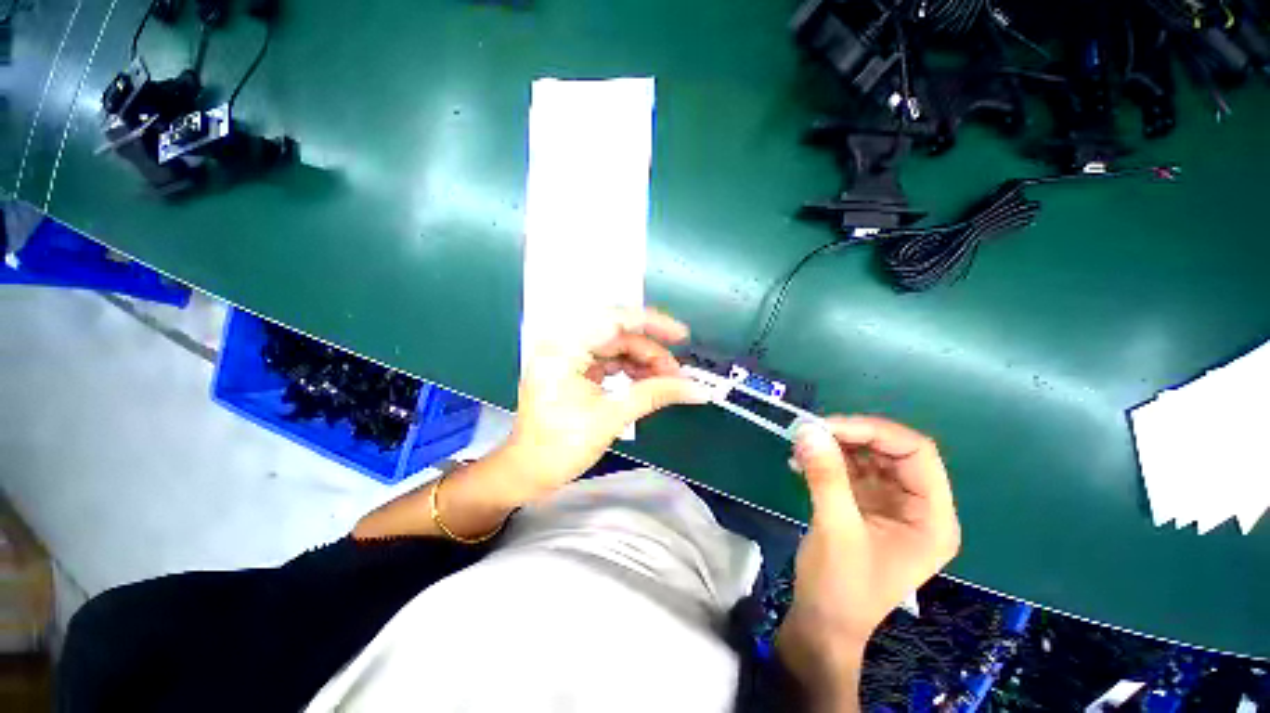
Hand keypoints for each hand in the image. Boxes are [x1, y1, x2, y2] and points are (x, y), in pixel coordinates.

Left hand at [502, 308, 707, 501]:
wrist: (528, 473)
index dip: (652, 324)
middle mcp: (563, 344)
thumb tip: (695, 389)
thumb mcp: (611, 418)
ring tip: (666, 381)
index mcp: (563, 348)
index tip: (680, 335)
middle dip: (650, 352)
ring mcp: (567, 356)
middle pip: (618, 334)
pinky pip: (608, 360)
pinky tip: (647, 382)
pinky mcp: (573, 369)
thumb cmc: (560, 447)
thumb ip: (655, 395)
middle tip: (676, 373)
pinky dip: (630, 370)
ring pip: (615, 347)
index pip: (614, 320)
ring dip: (642, 362)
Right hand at [777, 416, 959, 707]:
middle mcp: (915, 506)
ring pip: (866, 456)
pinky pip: (848, 469)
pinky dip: (824, 460)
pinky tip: (799, 461)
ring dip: (833, 446)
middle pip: (890, 451)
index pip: (916, 453)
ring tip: (800, 446)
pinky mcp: (863, 505)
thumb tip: (807, 429)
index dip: (875, 432)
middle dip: (849, 436)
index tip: (828, 427)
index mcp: (931, 517)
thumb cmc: (841, 586)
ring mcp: (888, 504)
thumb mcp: (836, 530)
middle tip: (809, 432)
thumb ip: (825, 477)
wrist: (821, 622)